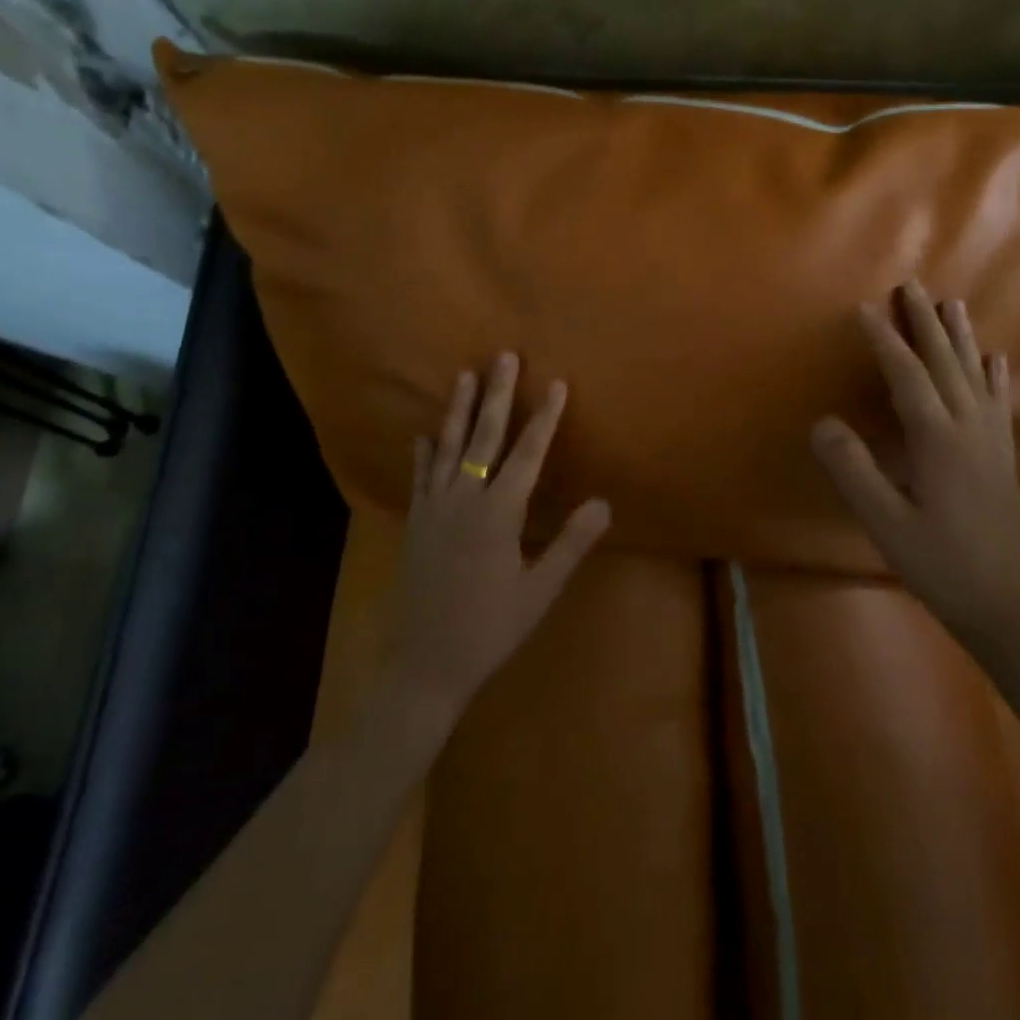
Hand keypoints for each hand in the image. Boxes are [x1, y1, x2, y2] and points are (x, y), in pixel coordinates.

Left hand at [386, 352, 611, 725]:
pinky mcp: (415, 522)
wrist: (422, 664)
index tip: (556, 383)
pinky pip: (420, 476)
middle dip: (498, 394)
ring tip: (465, 375)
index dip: (544, 418)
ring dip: (458, 409)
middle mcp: (464, 499)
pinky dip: (423, 452)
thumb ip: (570, 544)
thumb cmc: (489, 629)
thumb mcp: (538, 592)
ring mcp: (434, 508)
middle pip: (484, 436)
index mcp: (498, 514)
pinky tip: (423, 435)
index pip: (527, 454)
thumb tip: (604, 502)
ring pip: (448, 446)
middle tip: (504, 356)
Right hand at [811, 283, 1019, 637]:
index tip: (865, 308)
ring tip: (952, 303)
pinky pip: (998, 400)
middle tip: (912, 285)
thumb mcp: (885, 522)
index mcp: (939, 438)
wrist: (1008, 603)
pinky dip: (994, 373)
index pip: (907, 375)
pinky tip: (996, 358)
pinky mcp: (1002, 455)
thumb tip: (822, 422)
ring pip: (975, 373)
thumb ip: (853, 470)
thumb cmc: (941, 562)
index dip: (885, 339)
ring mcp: (992, 439)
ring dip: (960, 336)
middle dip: (925, 322)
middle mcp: (970, 427)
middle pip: (946, 361)